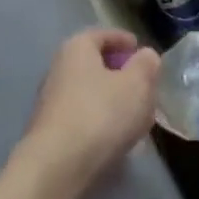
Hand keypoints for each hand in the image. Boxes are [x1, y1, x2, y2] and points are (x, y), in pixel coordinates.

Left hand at [22, 28, 162, 185]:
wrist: (58, 164)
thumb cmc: (101, 113)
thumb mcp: (137, 84)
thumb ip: (146, 65)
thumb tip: (146, 56)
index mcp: (77, 49)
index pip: (101, 35)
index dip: (123, 39)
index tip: (141, 50)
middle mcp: (59, 70)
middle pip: (94, 64)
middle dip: (120, 72)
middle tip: (145, 83)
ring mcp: (53, 102)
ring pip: (90, 92)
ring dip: (113, 98)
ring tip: (138, 113)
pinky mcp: (54, 130)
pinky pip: (85, 116)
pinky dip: (103, 119)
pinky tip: (119, 135)